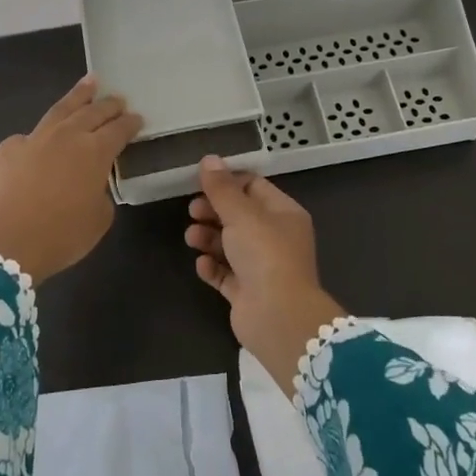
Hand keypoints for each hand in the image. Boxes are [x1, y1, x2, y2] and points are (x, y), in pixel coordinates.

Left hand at [0, 76, 143, 282]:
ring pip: (61, 109)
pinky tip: (43, 135)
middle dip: (108, 105)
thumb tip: (90, 184)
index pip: (118, 130)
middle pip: (92, 112)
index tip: (137, 118)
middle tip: (118, 99)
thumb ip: (100, 193)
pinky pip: (30, 136)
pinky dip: (42, 133)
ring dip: (78, 96)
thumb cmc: (61, 236)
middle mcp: (67, 136)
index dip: (130, 123)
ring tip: (90, 83)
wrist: (6, 243)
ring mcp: (35, 138)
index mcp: (95, 152)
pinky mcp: (9, 149)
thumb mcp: (98, 219)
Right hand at [186, 155, 347, 387]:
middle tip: (192, 211)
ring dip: (208, 237)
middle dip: (213, 211)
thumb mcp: (241, 213)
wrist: (277, 316)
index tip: (200, 182)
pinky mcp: (247, 292)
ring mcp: (261, 267)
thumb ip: (222, 188)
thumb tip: (209, 159)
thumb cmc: (265, 254)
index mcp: (283, 213)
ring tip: (192, 237)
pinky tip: (202, 264)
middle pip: (239, 215)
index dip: (227, 182)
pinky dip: (212, 267)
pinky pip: (224, 273)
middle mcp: (275, 238)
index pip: (254, 187)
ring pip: (229, 244)